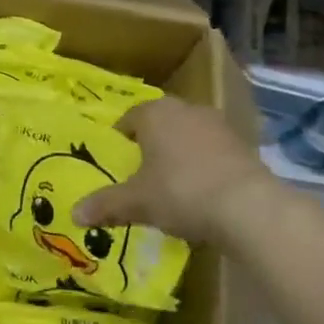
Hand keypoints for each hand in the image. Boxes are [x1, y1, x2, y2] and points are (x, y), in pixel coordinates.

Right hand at [72, 96, 278, 246]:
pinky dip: (205, 167)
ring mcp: (218, 125)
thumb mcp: (136, 202)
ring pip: (188, 136)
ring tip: (173, 187)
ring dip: (180, 155)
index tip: (118, 164)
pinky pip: (213, 152)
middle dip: (151, 146)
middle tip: (142, 175)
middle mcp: (186, 109)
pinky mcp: (243, 145)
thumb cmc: (181, 192)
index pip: (128, 120)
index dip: (121, 141)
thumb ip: (105, 205)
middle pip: (160, 125)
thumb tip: (74, 214)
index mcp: (155, 113)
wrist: (248, 207)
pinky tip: (203, 194)